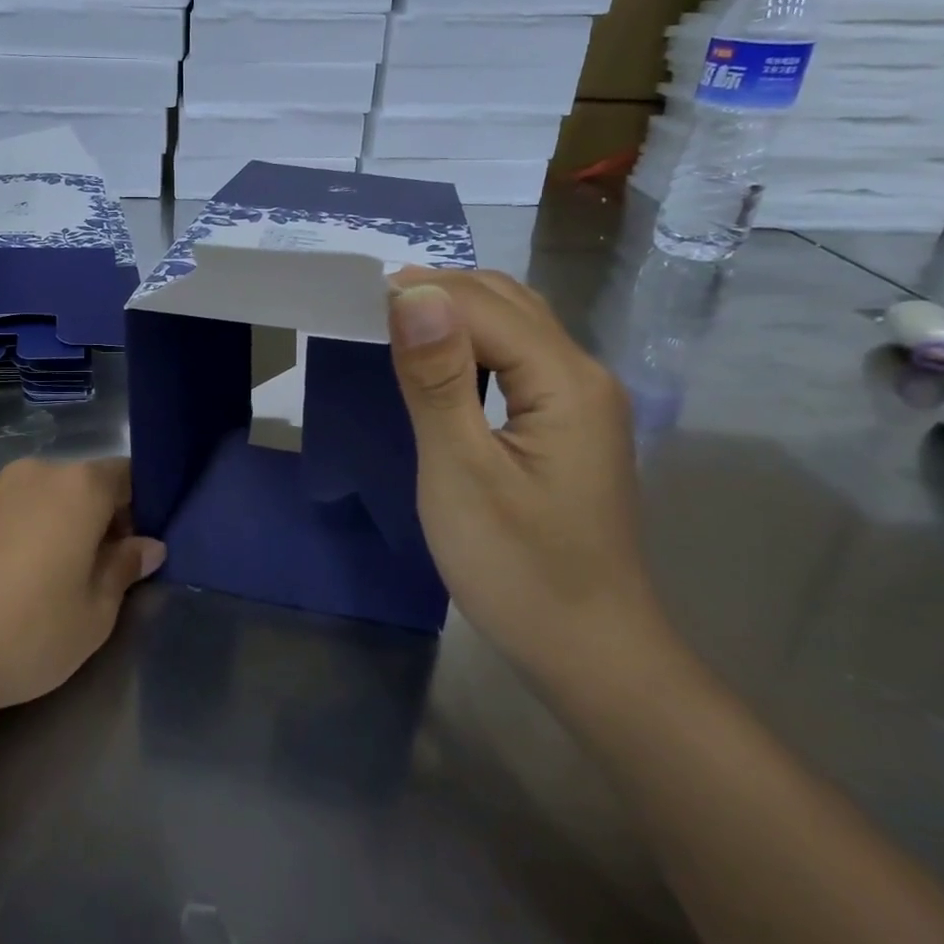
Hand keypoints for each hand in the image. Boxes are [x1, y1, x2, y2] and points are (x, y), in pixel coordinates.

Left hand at [0, 458, 165, 723]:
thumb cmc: (24, 634)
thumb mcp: (95, 616)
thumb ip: (125, 569)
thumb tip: (147, 545)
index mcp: (77, 488)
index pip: (125, 476)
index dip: (136, 508)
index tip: (129, 549)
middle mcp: (29, 473)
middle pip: (75, 484)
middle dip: (88, 518)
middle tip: (83, 572)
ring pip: (27, 498)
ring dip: (40, 525)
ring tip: (25, 581)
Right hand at [386, 269, 670, 682]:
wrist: (589, 650)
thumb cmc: (518, 569)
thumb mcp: (461, 473)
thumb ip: (438, 380)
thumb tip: (414, 295)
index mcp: (565, 380)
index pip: (484, 304)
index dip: (420, 292)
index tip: (353, 299)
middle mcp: (583, 375)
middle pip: (507, 303)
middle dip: (437, 293)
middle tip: (366, 310)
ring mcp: (581, 402)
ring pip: (515, 328)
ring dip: (455, 316)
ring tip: (392, 327)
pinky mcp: (568, 427)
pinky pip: (518, 362)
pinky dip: (473, 347)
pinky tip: (439, 365)